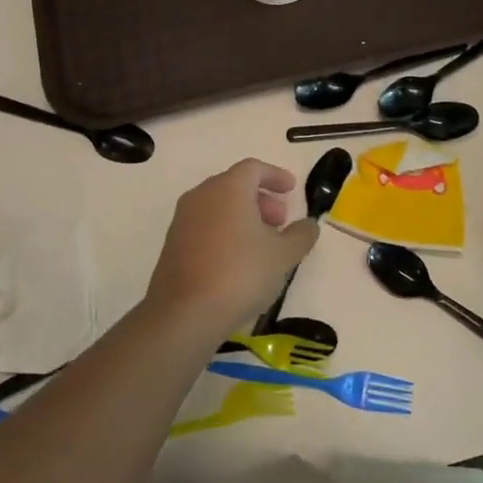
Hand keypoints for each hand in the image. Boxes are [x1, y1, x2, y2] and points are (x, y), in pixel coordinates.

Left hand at [144, 159, 319, 332]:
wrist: (184, 314)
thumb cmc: (240, 273)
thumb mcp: (283, 255)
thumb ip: (301, 234)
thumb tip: (309, 225)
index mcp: (228, 188)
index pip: (253, 168)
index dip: (275, 176)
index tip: (292, 189)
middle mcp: (201, 195)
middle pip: (235, 185)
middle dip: (261, 199)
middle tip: (280, 222)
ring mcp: (182, 220)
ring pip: (218, 206)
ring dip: (243, 217)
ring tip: (262, 245)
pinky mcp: (173, 244)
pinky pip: (205, 226)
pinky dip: (225, 232)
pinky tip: (238, 260)